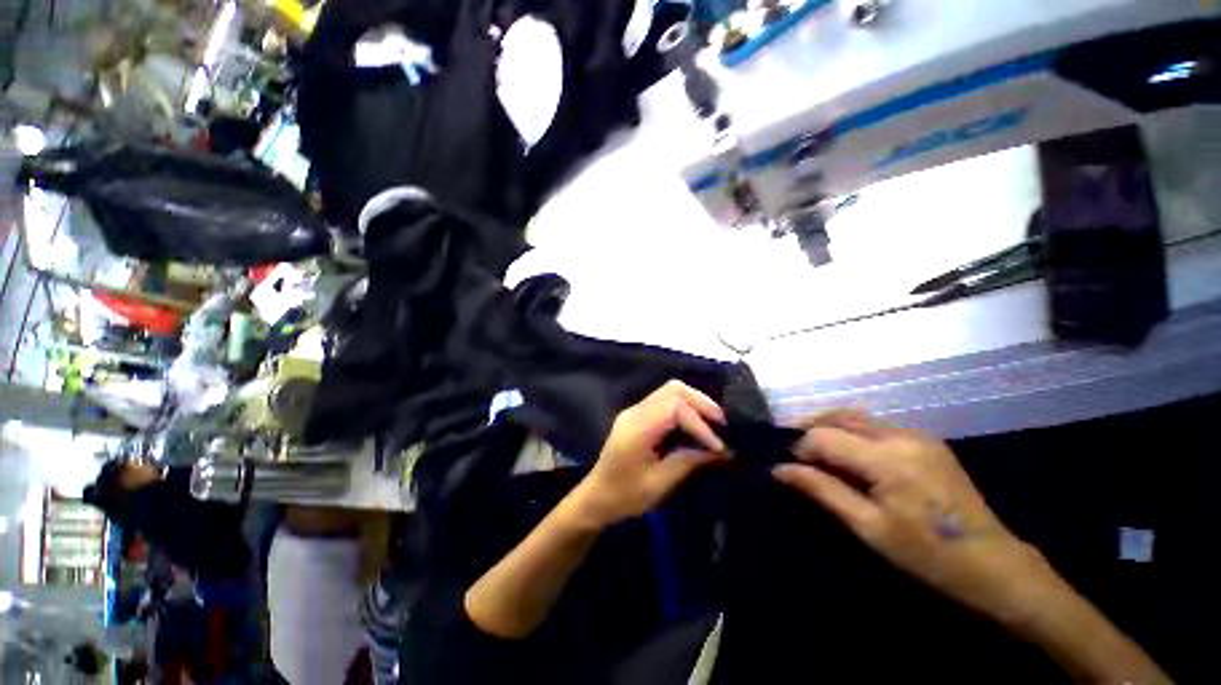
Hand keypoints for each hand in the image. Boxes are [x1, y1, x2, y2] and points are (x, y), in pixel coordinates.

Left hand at [569, 380, 729, 527]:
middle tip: (722, 423)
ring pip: (670, 391)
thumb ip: (690, 461)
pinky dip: (685, 408)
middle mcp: (636, 411)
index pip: (675, 408)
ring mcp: (636, 410)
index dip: (700, 423)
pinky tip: (696, 424)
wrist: (597, 496)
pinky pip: (665, 401)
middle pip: (673, 389)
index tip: (719, 445)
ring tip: (714, 423)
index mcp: (638, 427)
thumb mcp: (660, 483)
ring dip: (695, 403)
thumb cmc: (626, 495)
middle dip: (701, 403)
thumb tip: (723, 450)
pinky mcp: (638, 415)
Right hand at [773, 411, 1053, 625]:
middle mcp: (901, 435)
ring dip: (832, 429)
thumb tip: (779, 470)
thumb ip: (821, 491)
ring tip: (821, 455)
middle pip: (839, 417)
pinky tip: (853, 457)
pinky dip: (854, 433)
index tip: (793, 470)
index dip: (801, 449)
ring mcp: (917, 434)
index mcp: (888, 458)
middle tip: (801, 457)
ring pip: (857, 417)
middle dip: (812, 431)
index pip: (824, 436)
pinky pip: (876, 426)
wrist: (993, 563)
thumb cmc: (927, 554)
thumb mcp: (868, 527)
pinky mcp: (926, 440)